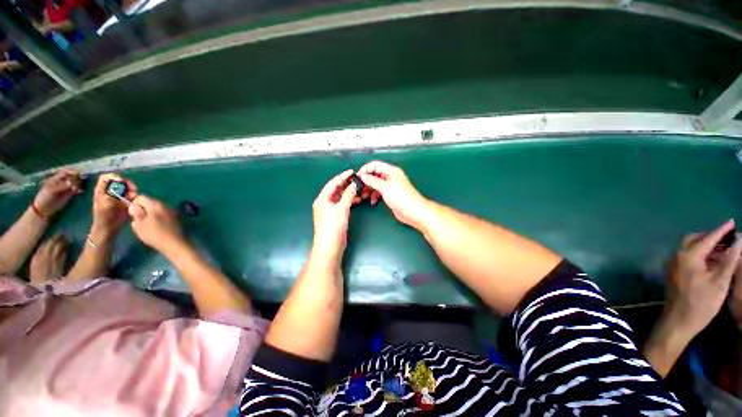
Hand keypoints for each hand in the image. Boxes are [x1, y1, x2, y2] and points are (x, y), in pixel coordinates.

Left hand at [33, 169, 81, 217]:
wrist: (44, 208)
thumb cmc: (45, 197)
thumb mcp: (51, 190)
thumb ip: (61, 186)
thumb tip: (71, 182)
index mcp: (56, 179)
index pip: (65, 172)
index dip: (71, 172)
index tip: (77, 173)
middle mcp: (62, 182)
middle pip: (71, 177)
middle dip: (76, 178)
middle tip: (79, 181)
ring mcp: (66, 189)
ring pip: (75, 184)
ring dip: (78, 184)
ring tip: (77, 188)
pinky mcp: (69, 195)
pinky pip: (76, 191)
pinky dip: (79, 190)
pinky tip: (80, 191)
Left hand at [90, 173, 136, 238]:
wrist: (109, 229)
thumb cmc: (106, 217)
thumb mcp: (108, 203)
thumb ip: (114, 192)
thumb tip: (122, 182)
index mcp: (101, 190)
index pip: (107, 177)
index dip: (115, 177)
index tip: (123, 183)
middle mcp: (108, 191)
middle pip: (118, 181)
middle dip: (127, 184)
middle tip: (133, 190)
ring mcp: (116, 196)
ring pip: (125, 188)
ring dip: (131, 190)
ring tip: (134, 196)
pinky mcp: (122, 201)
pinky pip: (129, 194)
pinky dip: (133, 195)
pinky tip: (135, 200)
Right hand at [128, 195, 183, 252]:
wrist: (174, 243)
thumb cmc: (154, 234)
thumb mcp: (139, 224)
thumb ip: (135, 213)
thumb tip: (133, 206)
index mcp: (156, 204)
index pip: (141, 197)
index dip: (134, 204)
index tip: (132, 214)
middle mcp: (165, 205)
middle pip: (150, 202)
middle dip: (142, 209)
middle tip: (139, 221)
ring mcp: (172, 211)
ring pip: (156, 209)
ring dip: (150, 214)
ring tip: (147, 225)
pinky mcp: (176, 218)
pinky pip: (163, 214)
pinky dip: (158, 218)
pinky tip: (156, 227)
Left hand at [312, 169, 357, 260]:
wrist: (330, 246)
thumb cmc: (333, 226)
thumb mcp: (342, 208)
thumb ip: (348, 195)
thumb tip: (354, 185)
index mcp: (322, 199)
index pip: (333, 183)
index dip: (342, 176)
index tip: (352, 171)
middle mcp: (324, 203)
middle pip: (335, 190)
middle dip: (346, 184)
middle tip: (357, 180)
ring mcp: (329, 210)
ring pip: (339, 197)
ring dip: (348, 193)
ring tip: (359, 190)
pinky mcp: (334, 216)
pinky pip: (342, 204)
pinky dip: (349, 201)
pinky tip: (357, 200)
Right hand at [357, 161, 428, 227]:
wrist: (412, 211)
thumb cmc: (401, 197)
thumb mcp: (385, 187)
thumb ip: (372, 181)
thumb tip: (363, 176)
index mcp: (391, 171)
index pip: (375, 165)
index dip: (365, 170)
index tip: (357, 177)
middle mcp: (390, 176)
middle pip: (374, 174)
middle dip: (366, 181)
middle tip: (359, 188)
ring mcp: (390, 186)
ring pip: (376, 184)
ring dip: (369, 189)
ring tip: (364, 196)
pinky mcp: (390, 194)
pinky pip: (379, 192)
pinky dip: (374, 195)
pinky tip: (373, 201)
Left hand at [665, 219, 741, 338]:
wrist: (678, 321)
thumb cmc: (701, 304)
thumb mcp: (720, 282)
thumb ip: (729, 259)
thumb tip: (739, 240)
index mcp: (688, 256)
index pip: (708, 238)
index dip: (722, 230)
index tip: (733, 222)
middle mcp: (677, 256)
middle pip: (695, 239)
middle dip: (712, 237)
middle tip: (729, 237)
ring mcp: (673, 264)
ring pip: (690, 247)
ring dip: (706, 245)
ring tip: (725, 248)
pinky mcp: (673, 271)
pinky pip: (687, 256)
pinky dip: (700, 254)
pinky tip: (713, 260)